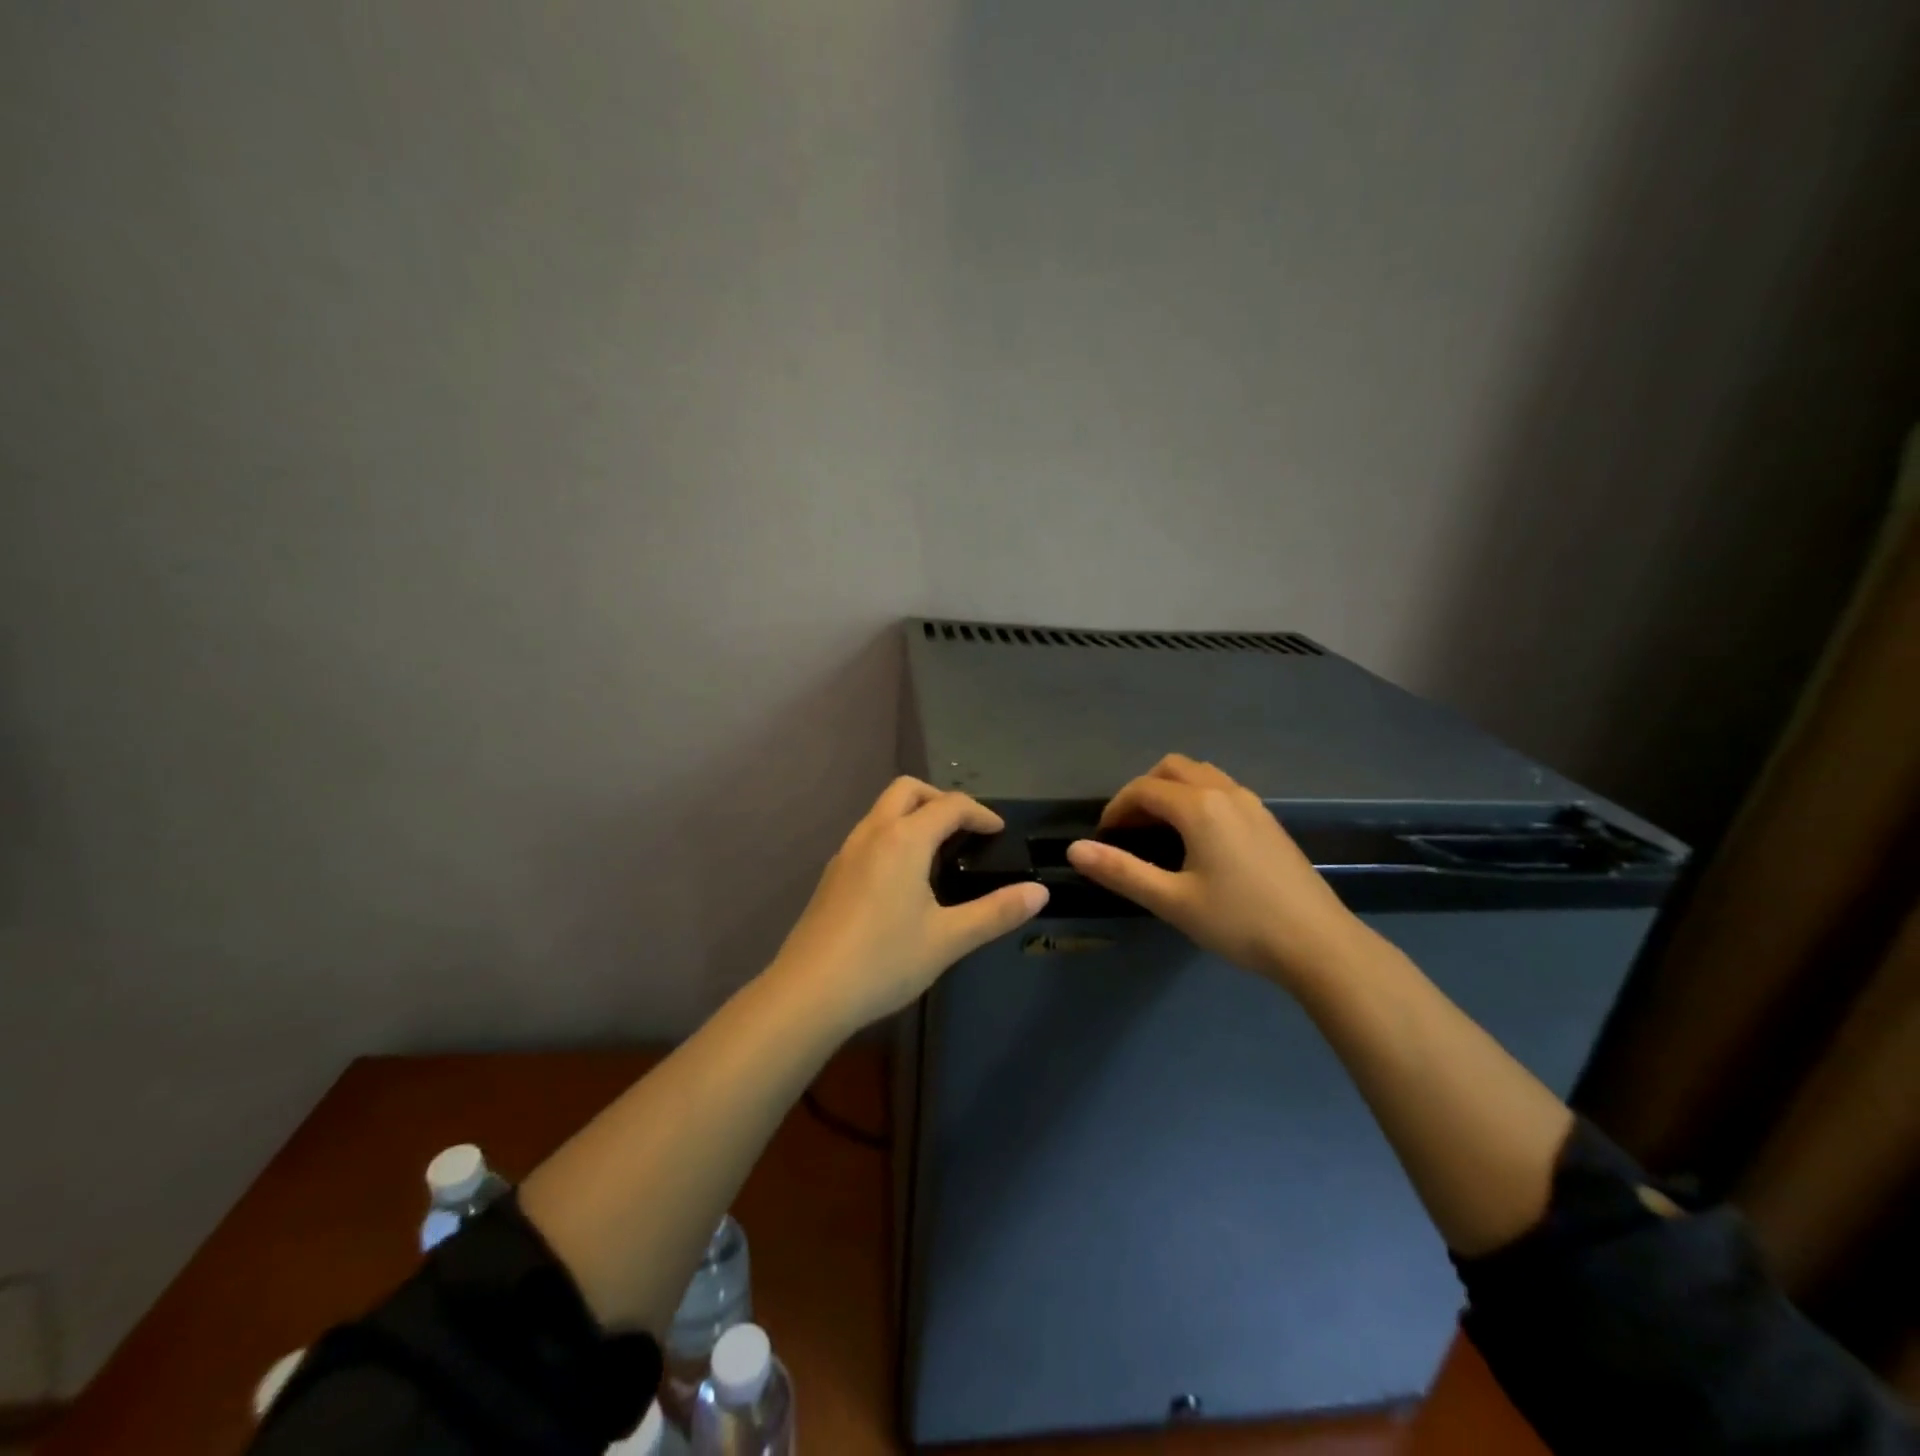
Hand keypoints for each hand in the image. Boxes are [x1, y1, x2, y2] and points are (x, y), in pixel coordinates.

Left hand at [771, 777, 1048, 1030]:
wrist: (809, 992)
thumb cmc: (884, 961)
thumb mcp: (949, 939)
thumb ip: (996, 912)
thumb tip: (1039, 892)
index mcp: (904, 839)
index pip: (950, 805)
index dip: (980, 813)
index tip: (999, 833)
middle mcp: (872, 833)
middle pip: (908, 790)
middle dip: (941, 800)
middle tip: (965, 831)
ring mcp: (846, 852)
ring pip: (882, 810)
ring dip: (913, 815)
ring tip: (938, 853)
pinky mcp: (832, 874)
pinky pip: (868, 834)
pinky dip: (893, 835)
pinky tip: (903, 878)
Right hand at [1066, 754, 1360, 984]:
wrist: (1318, 944)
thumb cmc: (1240, 922)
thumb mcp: (1172, 901)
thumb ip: (1121, 871)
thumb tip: (1075, 849)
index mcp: (1200, 807)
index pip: (1143, 789)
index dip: (1116, 809)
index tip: (1104, 839)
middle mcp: (1226, 792)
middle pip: (1172, 768)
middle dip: (1143, 791)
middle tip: (1131, 829)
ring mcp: (1253, 804)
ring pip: (1201, 775)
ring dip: (1172, 791)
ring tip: (1160, 831)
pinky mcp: (1268, 820)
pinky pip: (1222, 790)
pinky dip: (1197, 799)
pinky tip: (1199, 840)